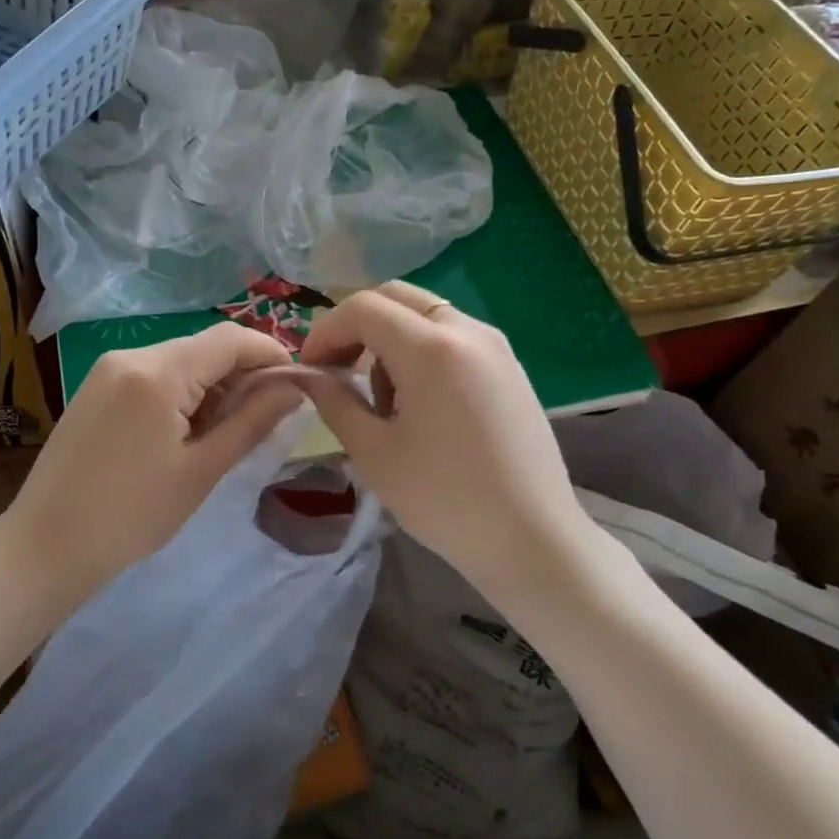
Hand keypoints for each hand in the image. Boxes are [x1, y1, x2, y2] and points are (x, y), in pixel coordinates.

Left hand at [3, 322, 302, 609]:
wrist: (44, 546)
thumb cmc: (131, 515)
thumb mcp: (201, 470)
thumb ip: (251, 422)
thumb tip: (294, 388)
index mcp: (157, 372)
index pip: (229, 339)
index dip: (270, 354)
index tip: (298, 384)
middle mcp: (130, 355)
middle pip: (203, 347)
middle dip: (241, 373)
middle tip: (266, 417)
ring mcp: (107, 369)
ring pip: (179, 360)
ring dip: (212, 384)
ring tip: (225, 432)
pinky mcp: (95, 388)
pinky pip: (152, 375)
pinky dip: (181, 392)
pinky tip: (186, 430)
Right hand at [296, 281, 595, 605]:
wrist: (532, 540)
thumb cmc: (444, 499)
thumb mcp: (373, 452)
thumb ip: (333, 401)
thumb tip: (305, 374)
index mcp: (431, 348)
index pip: (362, 308)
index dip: (325, 332)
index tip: (309, 369)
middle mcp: (467, 331)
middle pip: (395, 298)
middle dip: (356, 327)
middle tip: (338, 372)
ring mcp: (495, 346)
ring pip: (425, 314)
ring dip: (390, 339)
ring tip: (383, 400)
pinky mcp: (510, 367)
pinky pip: (452, 336)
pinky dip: (422, 350)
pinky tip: (420, 403)